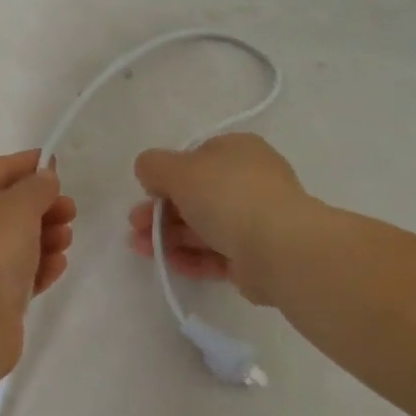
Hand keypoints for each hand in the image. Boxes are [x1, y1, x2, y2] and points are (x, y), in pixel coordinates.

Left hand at [0, 150, 75, 374]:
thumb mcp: (18, 205)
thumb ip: (37, 187)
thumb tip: (43, 178)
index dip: (24, 165)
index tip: (55, 164)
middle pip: (3, 208)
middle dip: (40, 207)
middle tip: (70, 210)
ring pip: (11, 242)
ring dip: (43, 237)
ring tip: (66, 239)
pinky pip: (13, 274)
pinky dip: (36, 266)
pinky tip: (58, 265)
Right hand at [126, 133, 311, 304]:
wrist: (280, 249)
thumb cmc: (227, 196)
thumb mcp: (179, 170)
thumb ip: (154, 166)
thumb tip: (149, 172)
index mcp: (237, 151)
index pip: (196, 158)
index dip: (167, 175)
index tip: (146, 193)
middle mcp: (249, 181)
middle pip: (196, 195)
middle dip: (161, 211)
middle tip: (135, 225)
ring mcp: (255, 219)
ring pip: (204, 226)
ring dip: (169, 236)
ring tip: (140, 248)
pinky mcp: (255, 256)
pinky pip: (217, 254)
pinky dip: (191, 257)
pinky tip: (168, 264)